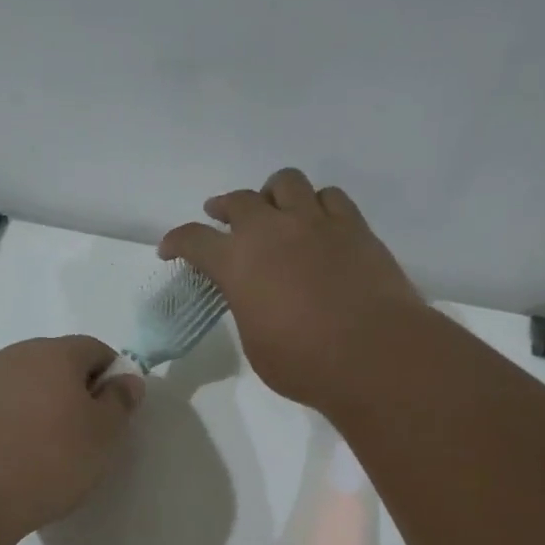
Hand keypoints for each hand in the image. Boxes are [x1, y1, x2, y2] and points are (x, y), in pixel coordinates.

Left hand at [0, 336, 144, 534]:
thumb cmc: (52, 460)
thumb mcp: (105, 435)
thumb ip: (120, 400)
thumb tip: (125, 378)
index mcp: (55, 353)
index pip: (94, 349)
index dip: (111, 375)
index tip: (114, 410)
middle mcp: (14, 355)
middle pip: (53, 361)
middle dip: (71, 387)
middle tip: (82, 430)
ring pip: (18, 381)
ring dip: (33, 400)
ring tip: (41, 443)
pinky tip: (1, 442)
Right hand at [159, 169, 425, 412]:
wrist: (374, 354)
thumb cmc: (304, 362)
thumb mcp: (255, 342)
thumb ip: (247, 307)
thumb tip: (255, 296)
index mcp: (237, 262)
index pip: (194, 239)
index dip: (177, 242)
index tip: (170, 250)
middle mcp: (271, 230)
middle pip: (239, 200)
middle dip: (223, 208)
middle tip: (221, 218)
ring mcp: (316, 222)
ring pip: (286, 182)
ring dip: (272, 194)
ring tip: (274, 210)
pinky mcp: (354, 226)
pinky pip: (330, 197)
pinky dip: (316, 204)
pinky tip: (318, 221)